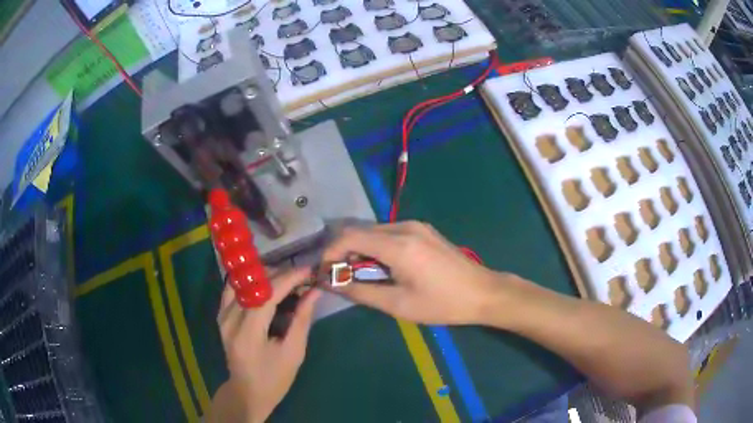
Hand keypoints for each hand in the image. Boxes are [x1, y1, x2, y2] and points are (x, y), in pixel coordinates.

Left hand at [214, 268, 320, 422]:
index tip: (309, 270)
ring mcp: (222, 315)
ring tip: (287, 283)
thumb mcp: (294, 353)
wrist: (247, 392)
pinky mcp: (221, 315)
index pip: (267, 294)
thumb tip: (314, 291)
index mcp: (248, 332)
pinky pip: (235, 288)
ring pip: (243, 281)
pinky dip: (252, 284)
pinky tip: (267, 288)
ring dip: (266, 277)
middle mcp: (230, 319)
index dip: (289, 278)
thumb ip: (302, 319)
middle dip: (280, 275)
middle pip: (253, 283)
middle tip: (302, 279)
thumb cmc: (274, 378)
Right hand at [323, 221, 507, 324]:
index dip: (330, 253)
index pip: (349, 237)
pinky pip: (389, 233)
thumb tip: (330, 282)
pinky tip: (380, 266)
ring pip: (373, 231)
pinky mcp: (423, 230)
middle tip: (338, 277)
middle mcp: (404, 227)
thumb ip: (360, 291)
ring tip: (357, 274)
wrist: (482, 292)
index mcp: (398, 244)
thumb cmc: (441, 304)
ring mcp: (416, 226)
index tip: (323, 273)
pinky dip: (375, 246)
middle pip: (360, 231)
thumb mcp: (397, 304)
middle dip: (343, 252)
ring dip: (359, 250)